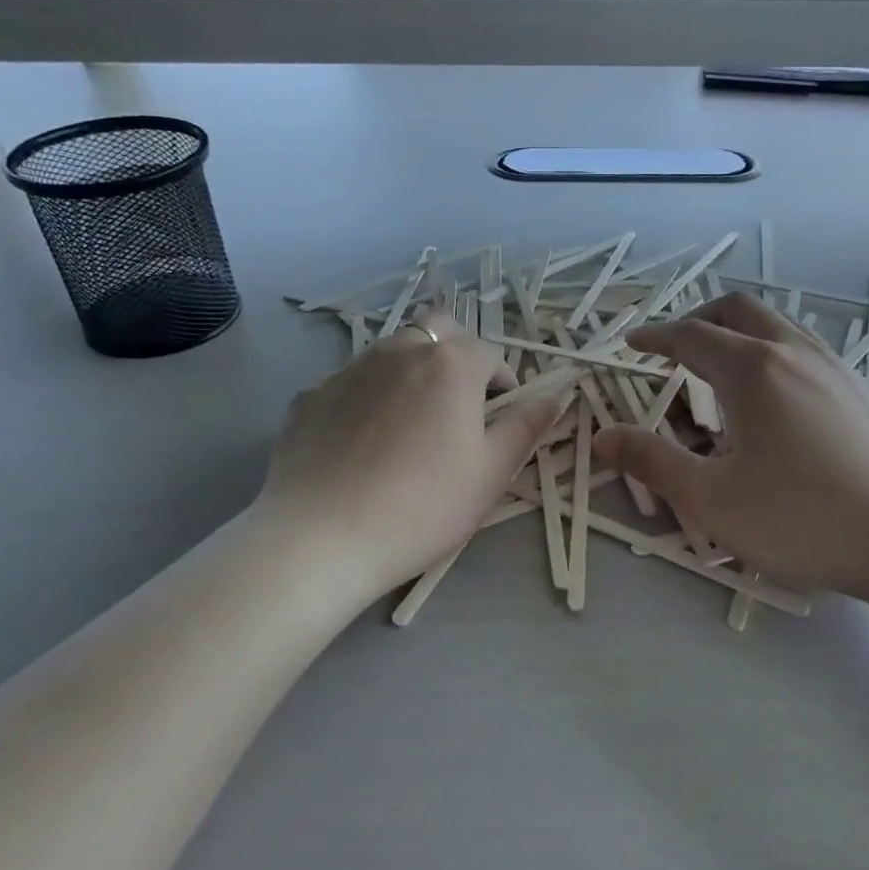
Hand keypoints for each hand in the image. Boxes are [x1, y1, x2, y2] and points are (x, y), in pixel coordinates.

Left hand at [257, 307, 564, 602]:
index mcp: (450, 363)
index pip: (491, 354)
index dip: (504, 385)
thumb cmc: (423, 507)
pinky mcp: (311, 395)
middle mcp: (399, 350)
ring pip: (393, 352)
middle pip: (439, 331)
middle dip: (458, 357)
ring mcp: (349, 369)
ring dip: (413, 373)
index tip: (500, 422)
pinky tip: (363, 445)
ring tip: (410, 428)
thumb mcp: (491, 473)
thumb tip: (557, 397)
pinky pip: (353, 383)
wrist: (320, 538)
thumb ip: (527, 427)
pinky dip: (369, 398)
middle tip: (459, 406)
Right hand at [593, 294, 868, 636]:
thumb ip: (652, 462)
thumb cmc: (804, 520)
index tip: (631, 345)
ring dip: (737, 336)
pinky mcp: (863, 392)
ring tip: (718, 375)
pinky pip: (803, 351)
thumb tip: (603, 436)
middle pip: (737, 312)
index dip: (655, 337)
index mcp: (754, 370)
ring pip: (776, 328)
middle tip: (672, 351)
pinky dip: (770, 355)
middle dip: (697, 321)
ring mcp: (836, 369)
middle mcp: (795, 353)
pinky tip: (771, 404)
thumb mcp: (713, 500)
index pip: (691, 335)